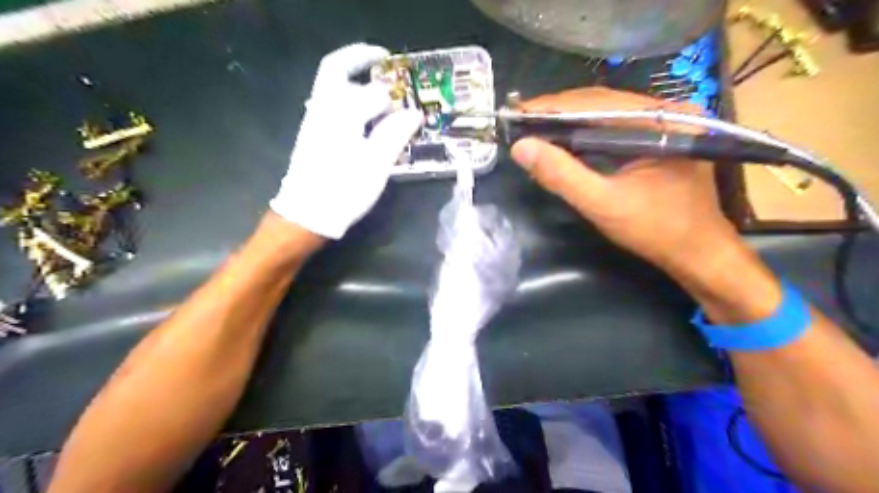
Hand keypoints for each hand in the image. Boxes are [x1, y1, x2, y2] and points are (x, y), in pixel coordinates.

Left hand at [272, 42, 420, 237]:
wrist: (308, 214)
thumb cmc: (344, 189)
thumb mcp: (376, 164)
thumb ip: (395, 134)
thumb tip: (414, 113)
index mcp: (341, 113)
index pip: (370, 90)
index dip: (393, 92)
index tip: (409, 96)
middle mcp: (324, 109)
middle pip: (336, 70)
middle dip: (359, 60)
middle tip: (383, 61)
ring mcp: (315, 121)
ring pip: (331, 86)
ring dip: (354, 78)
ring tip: (379, 88)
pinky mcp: (314, 135)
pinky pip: (331, 104)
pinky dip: (349, 98)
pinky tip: (366, 115)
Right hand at [509, 86, 740, 276]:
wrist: (697, 253)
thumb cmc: (656, 230)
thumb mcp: (603, 205)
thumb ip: (562, 175)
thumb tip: (521, 147)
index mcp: (661, 121)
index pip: (596, 102)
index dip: (552, 106)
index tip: (517, 112)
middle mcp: (665, 113)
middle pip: (600, 103)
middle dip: (557, 112)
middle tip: (520, 122)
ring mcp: (664, 125)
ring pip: (605, 114)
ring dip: (568, 122)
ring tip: (534, 129)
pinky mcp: (657, 140)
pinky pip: (613, 129)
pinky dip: (584, 134)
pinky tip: (563, 142)